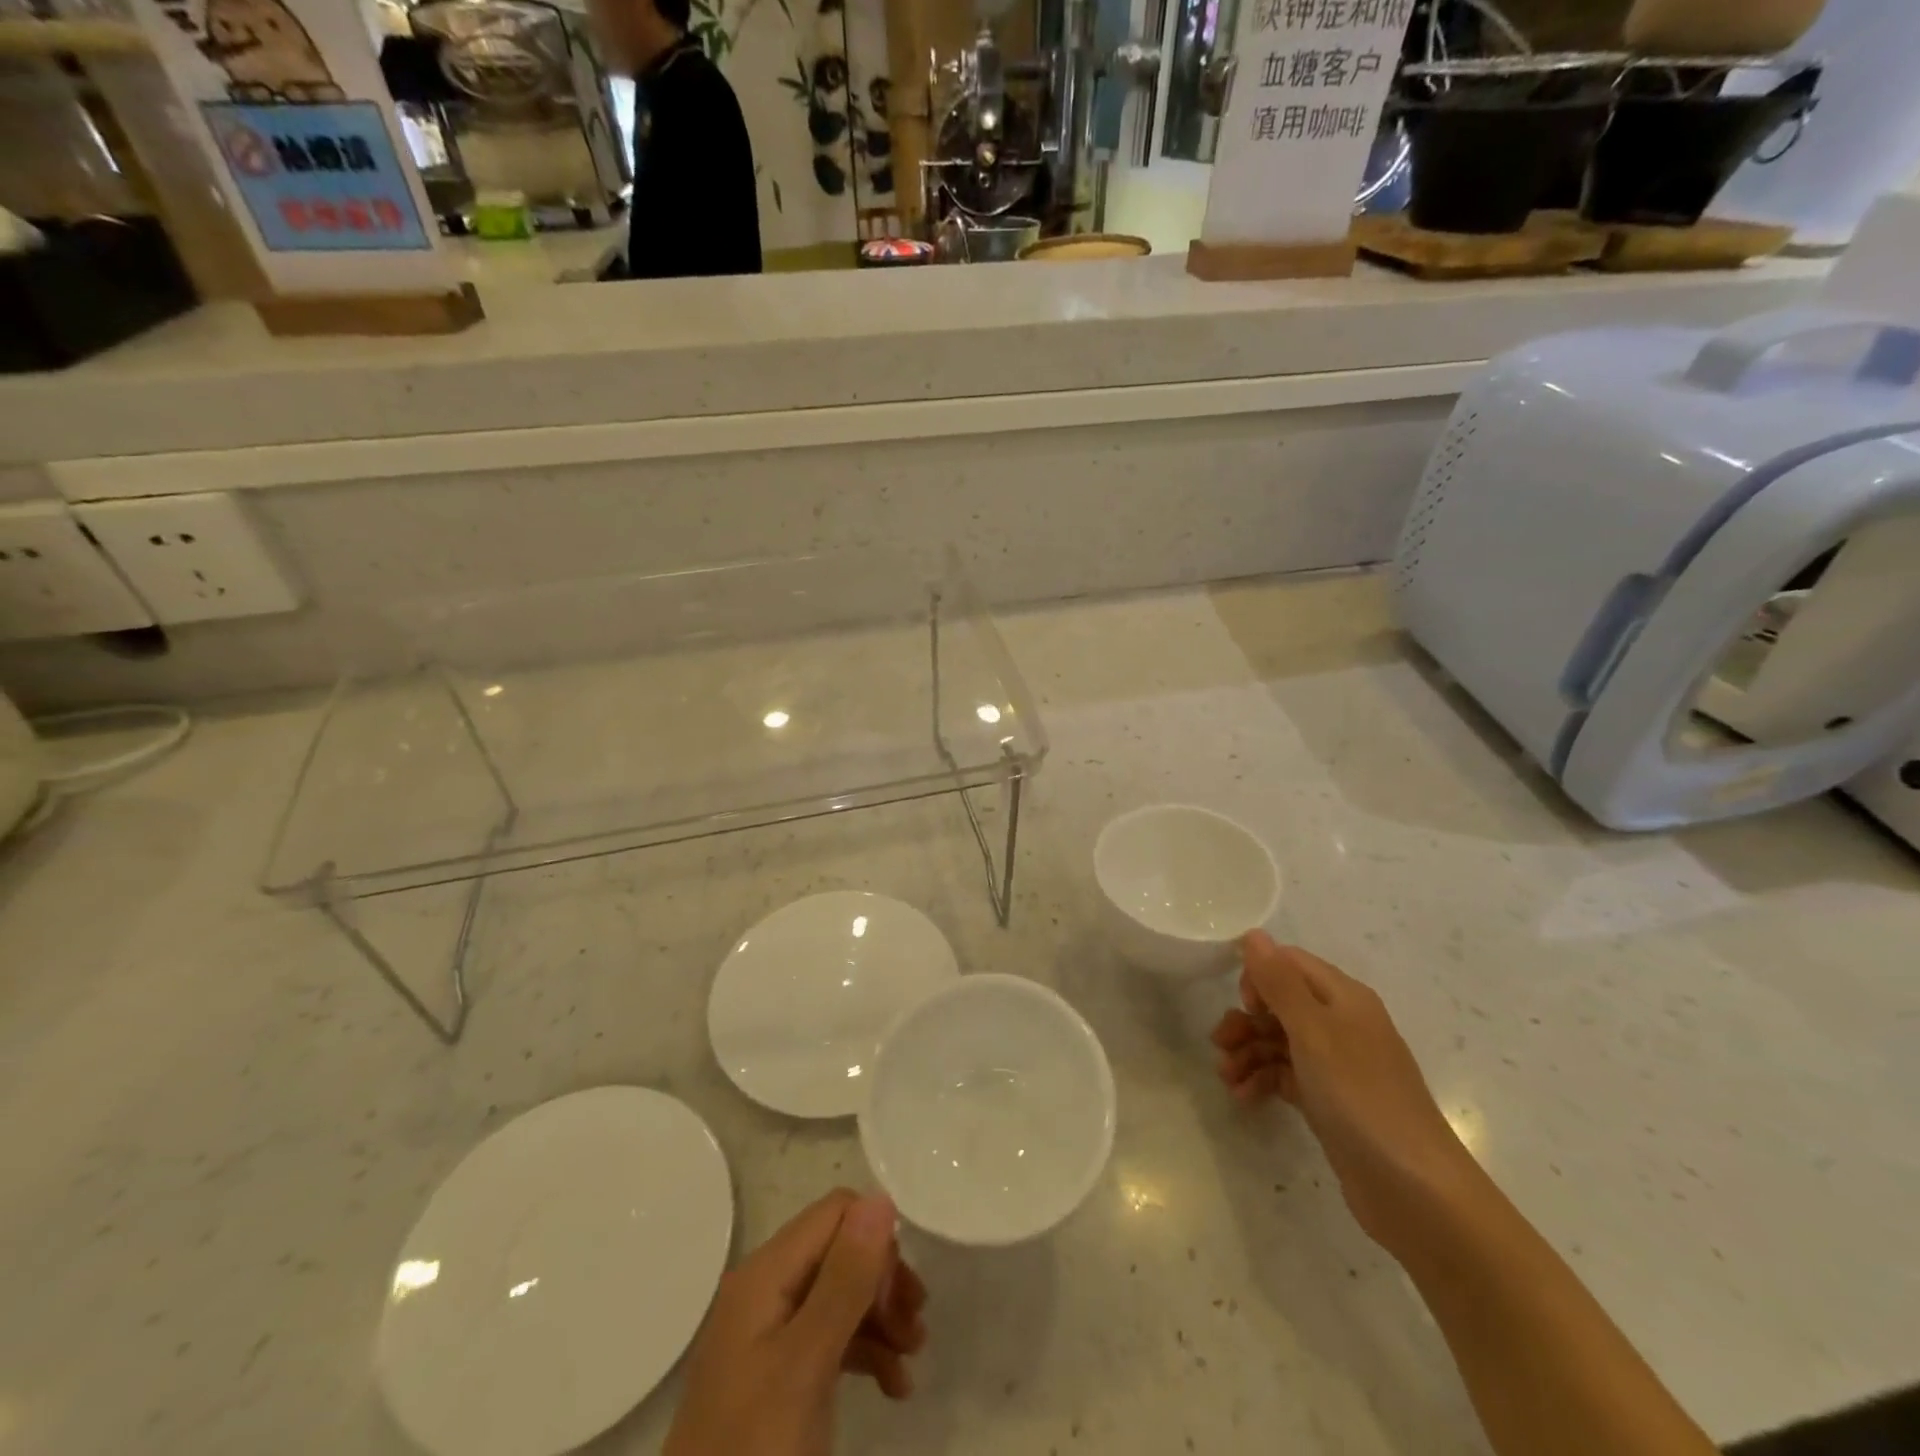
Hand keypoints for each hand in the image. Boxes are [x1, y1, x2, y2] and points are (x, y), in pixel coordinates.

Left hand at [663, 1189, 927, 1455]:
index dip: (876, 1241)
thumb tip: (881, 1195)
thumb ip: (844, 1278)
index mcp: (766, 1272)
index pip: (836, 1213)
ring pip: (840, 1295)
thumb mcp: (807, 1363)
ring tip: (913, 1358)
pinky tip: (893, 1385)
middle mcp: (767, 1289)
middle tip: (915, 1329)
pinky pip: (831, 1338)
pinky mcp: (779, 1374)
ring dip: (882, 1318)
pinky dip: (866, 1351)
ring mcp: (771, 1333)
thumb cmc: (755, 1448)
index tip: (902, 1294)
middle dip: (884, 1283)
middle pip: (841, 1252)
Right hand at [1210, 932, 1480, 1252]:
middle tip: (1219, 1045)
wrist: (1416, 1192)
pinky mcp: (1329, 1101)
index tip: (1244, 1006)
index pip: (1290, 964)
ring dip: (1248, 1053)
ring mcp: (1336, 1065)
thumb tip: (1254, 933)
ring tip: (1226, 1079)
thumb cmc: (1361, 1097)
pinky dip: (1262, 1081)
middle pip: (1280, 1004)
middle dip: (1246, 1020)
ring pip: (1278, 1042)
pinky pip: (1286, 1076)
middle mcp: (1341, 1024)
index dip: (1259, 977)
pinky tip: (1244, 1097)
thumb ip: (1280, 982)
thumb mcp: (1313, 1032)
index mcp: (1343, 998)